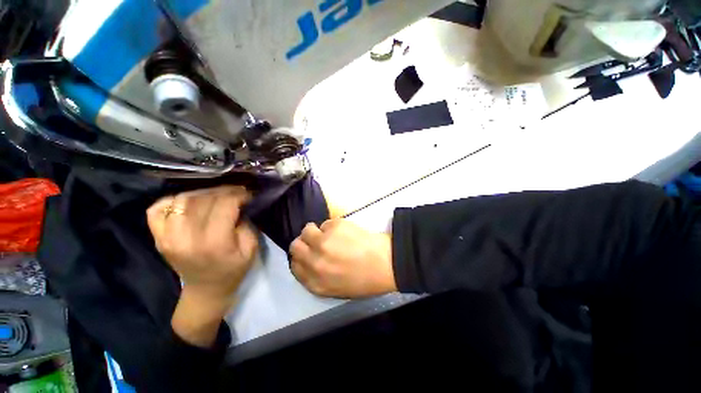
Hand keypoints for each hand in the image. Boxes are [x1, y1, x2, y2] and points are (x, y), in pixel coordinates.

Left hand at [147, 186, 258, 346]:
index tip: (248, 194)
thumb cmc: (234, 269)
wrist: (206, 290)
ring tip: (216, 195)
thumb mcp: (251, 248)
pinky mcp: (158, 238)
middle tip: (236, 192)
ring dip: (202, 193)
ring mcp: (167, 237)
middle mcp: (186, 238)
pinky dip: (173, 200)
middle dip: (224, 191)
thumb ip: (246, 223)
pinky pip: (157, 209)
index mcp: (214, 243)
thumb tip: (239, 203)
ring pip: (182, 200)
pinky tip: (190, 202)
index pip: (224, 205)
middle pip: (203, 200)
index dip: (238, 194)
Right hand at [289, 219, 395, 298]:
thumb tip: (309, 262)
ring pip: (306, 230)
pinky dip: (332, 226)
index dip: (300, 258)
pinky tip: (345, 232)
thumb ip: (317, 278)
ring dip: (316, 231)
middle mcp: (314, 262)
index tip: (308, 253)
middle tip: (317, 241)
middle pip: (295, 246)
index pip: (294, 266)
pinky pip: (326, 223)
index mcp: (315, 282)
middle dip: (304, 243)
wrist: (385, 263)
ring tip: (330, 234)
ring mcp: (323, 243)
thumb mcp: (336, 289)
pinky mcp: (334, 227)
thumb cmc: (364, 280)